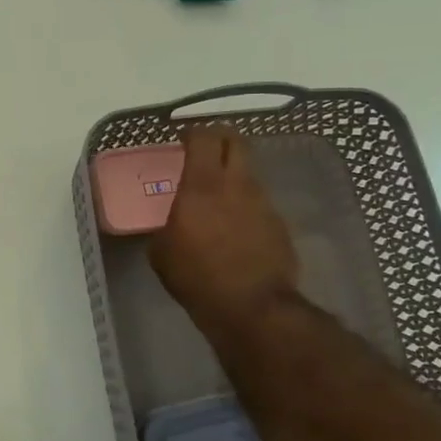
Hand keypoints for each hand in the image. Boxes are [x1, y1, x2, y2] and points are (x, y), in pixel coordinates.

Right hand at [149, 126, 300, 334]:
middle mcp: (237, 185)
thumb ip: (166, 227)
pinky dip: (245, 206)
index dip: (192, 133)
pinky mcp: (279, 225)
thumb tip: (170, 226)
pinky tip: (235, 229)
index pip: (203, 138)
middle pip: (235, 142)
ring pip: (248, 174)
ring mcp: (263, 203)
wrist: (252, 307)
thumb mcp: (162, 253)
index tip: (182, 139)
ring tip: (218, 198)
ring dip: (233, 176)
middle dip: (220, 139)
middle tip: (205, 151)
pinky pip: (259, 204)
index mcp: (202, 186)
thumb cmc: (197, 277)